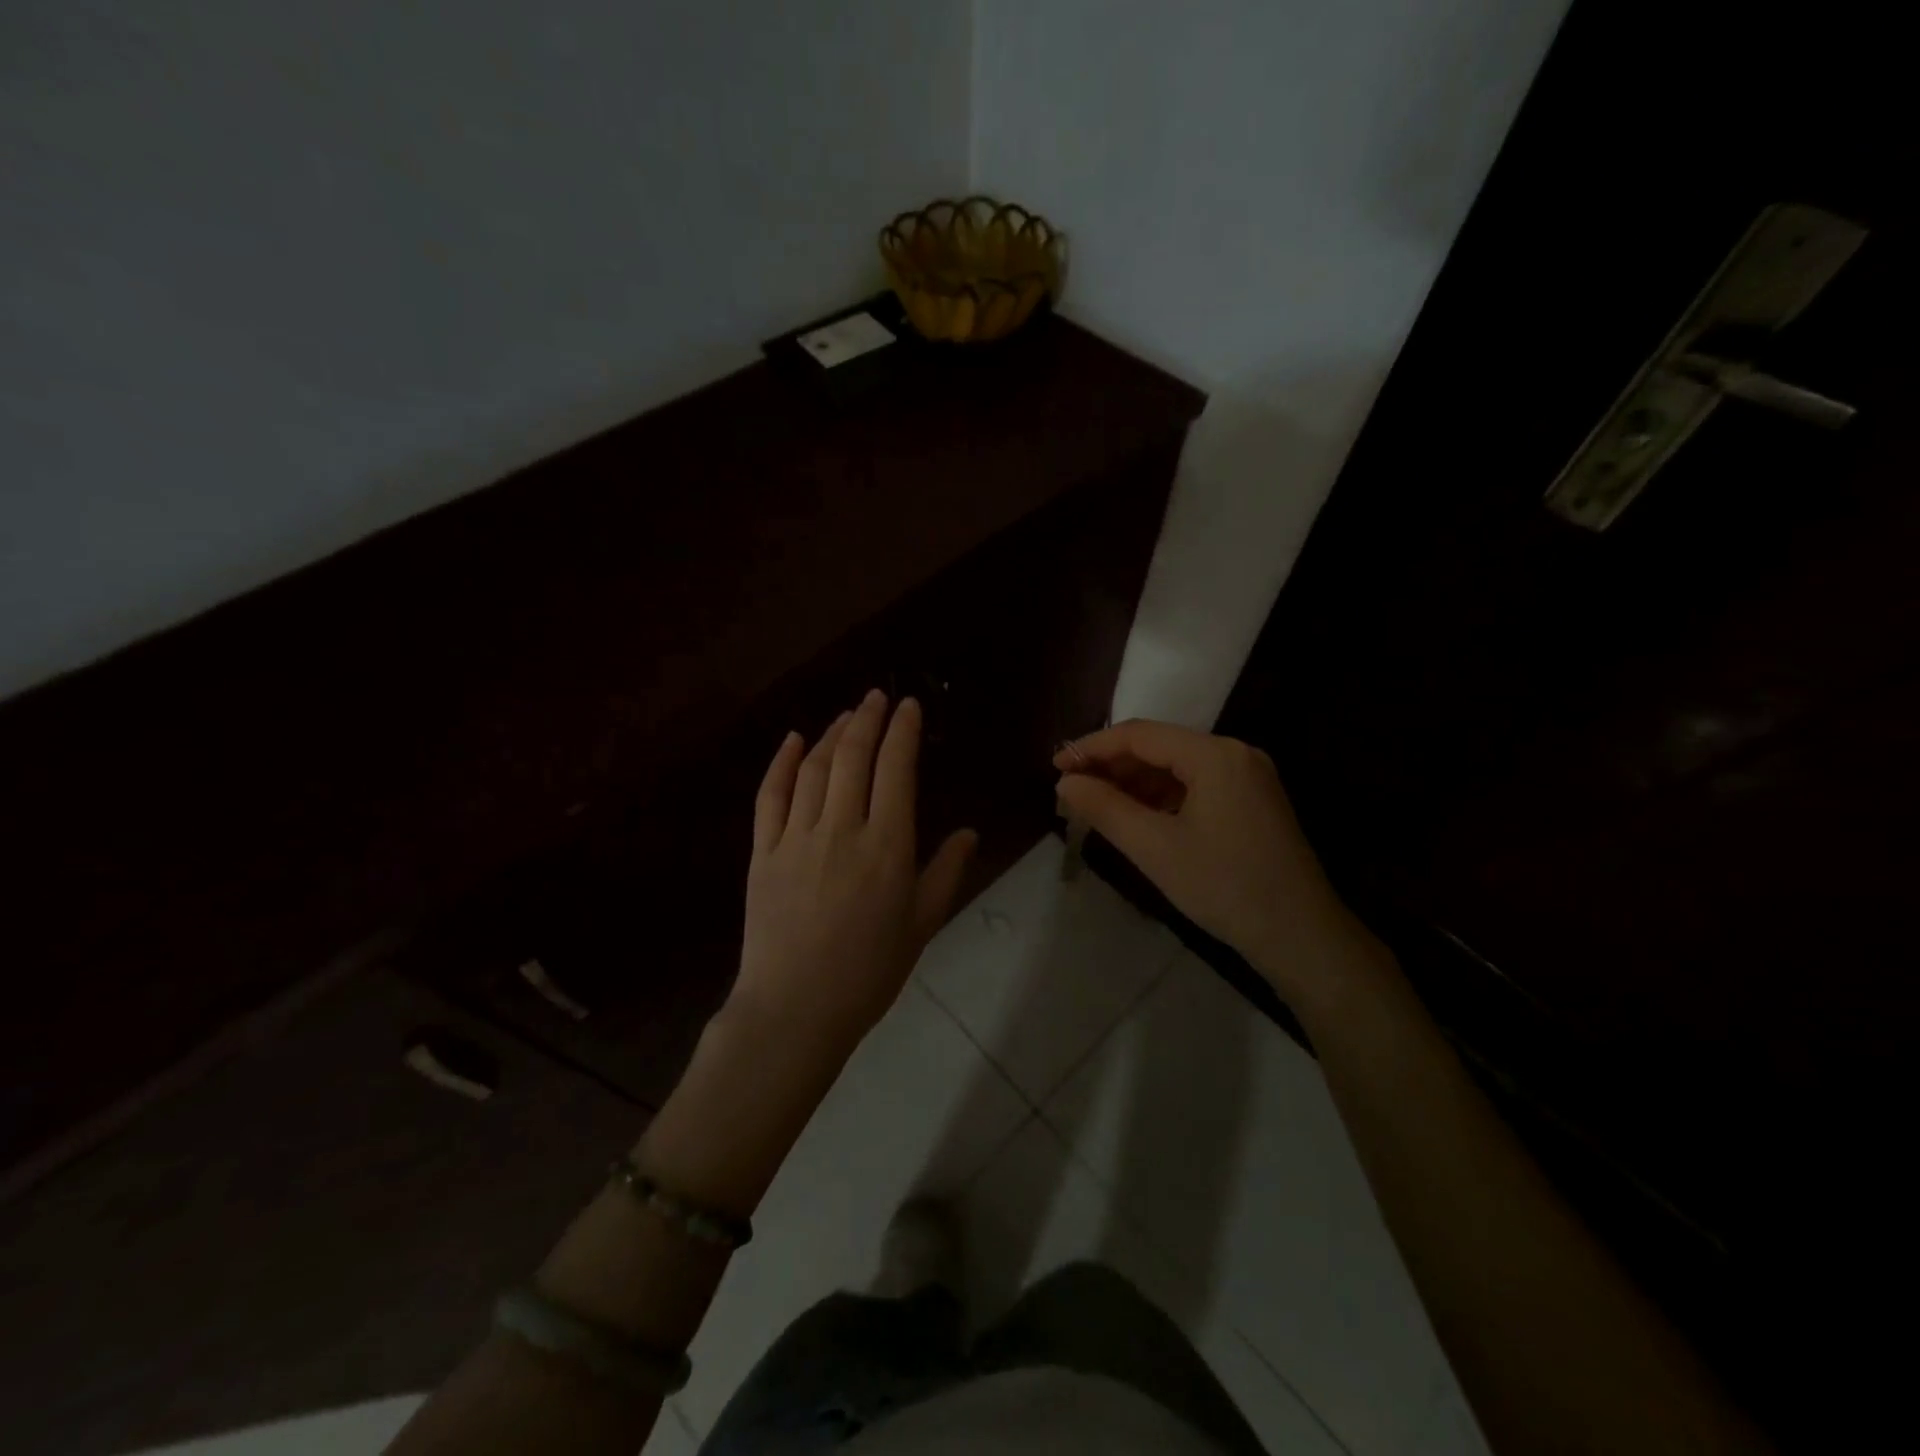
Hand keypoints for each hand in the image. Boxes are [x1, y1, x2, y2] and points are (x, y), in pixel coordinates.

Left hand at [731, 690, 975, 1065]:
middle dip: (868, 719)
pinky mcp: (763, 851)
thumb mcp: (922, 924)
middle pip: (854, 757)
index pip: (896, 770)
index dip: (903, 731)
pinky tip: (793, 740)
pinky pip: (770, 796)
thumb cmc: (869, 972)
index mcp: (887, 846)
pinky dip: (782, 762)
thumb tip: (970, 831)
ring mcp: (797, 837)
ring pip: (815, 769)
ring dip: (832, 734)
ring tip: (847, 716)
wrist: (795, 1010)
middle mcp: (842, 830)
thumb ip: (946, 872)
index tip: (908, 705)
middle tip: (877, 696)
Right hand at [1054, 721, 1382, 1009]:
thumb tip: (1066, 783)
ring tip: (1095, 804)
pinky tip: (1136, 816)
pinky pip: (1196, 785)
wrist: (1301, 936)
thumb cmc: (1224, 887)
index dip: (1092, 748)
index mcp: (1215, 755)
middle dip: (1112, 766)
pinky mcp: (1252, 801)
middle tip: (1071, 790)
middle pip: (1159, 747)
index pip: (1140, 735)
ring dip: (1135, 782)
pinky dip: (1161, 797)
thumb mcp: (1155, 848)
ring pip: (1177, 767)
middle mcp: (1235, 754)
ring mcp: (1248, 777)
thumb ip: (1105, 808)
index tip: (1056, 766)